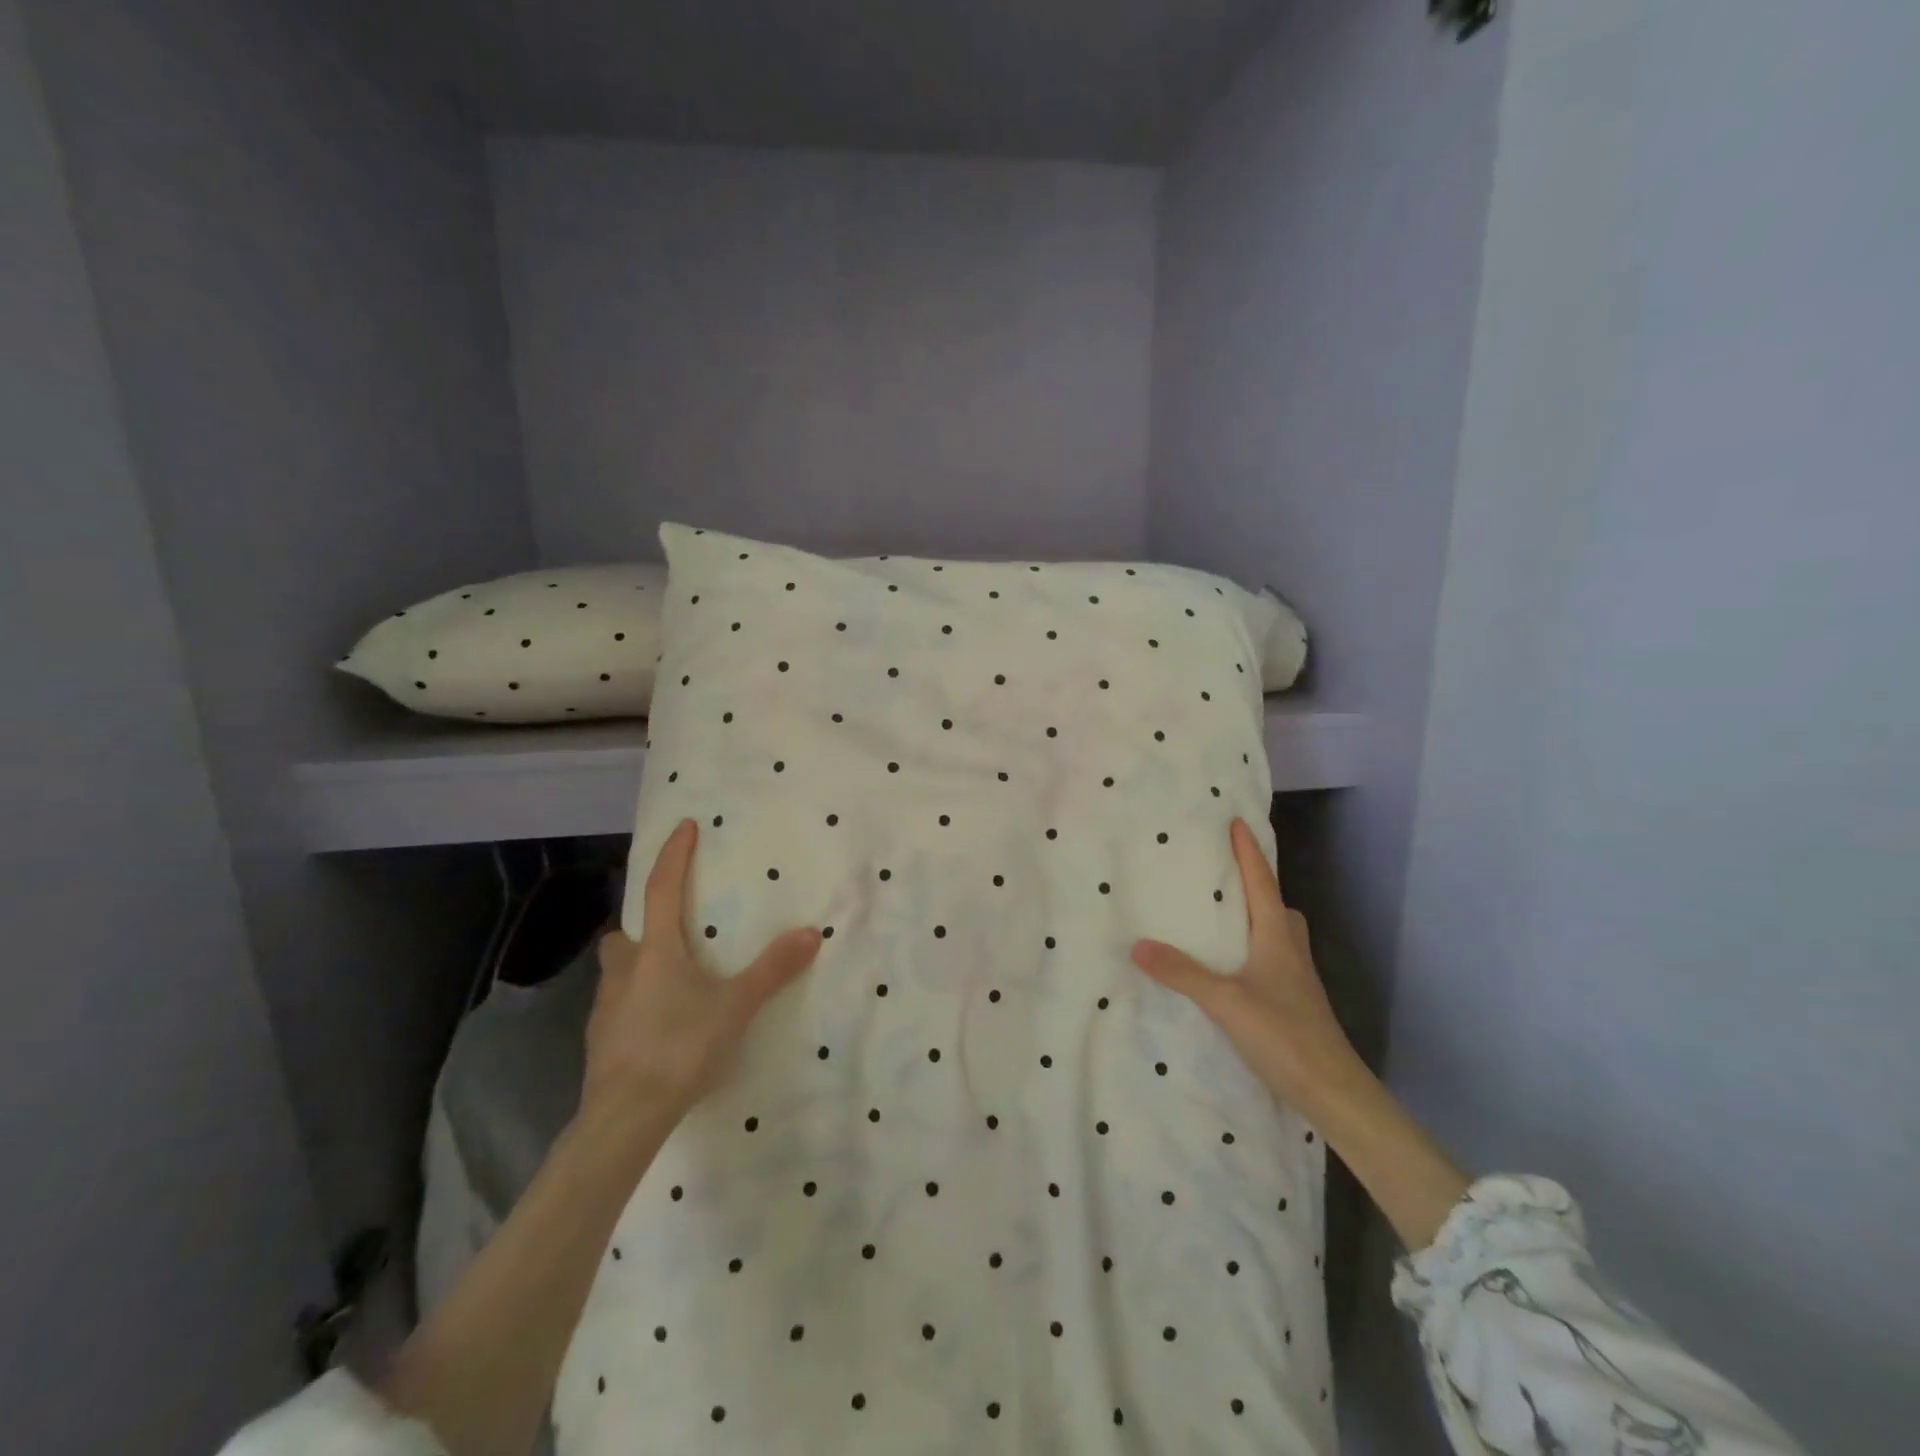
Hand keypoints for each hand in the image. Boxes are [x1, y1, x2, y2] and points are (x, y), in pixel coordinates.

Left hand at [583, 819, 821, 1125]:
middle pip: (624, 935)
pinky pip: (617, 1009)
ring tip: (671, 985)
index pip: (662, 889)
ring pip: (617, 973)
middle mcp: (624, 972)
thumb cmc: (680, 1047)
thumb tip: (811, 933)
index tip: (683, 826)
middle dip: (643, 929)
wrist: (625, 1117)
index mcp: (656, 952)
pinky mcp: (600, 1043)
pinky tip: (659, 1028)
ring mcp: (605, 1009)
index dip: (673, 855)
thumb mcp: (735, 1006)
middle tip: (673, 936)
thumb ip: (772, 969)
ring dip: (637, 968)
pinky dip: (635, 1006)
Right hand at [1131, 818, 1360, 1114]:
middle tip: (1225, 872)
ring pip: (1278, 933)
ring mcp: (1297, 978)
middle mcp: (1290, 949)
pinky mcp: (1295, 1002)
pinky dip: (1254, 948)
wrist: (1333, 1092)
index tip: (1236, 822)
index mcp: (1277, 935)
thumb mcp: (1225, 1001)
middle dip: (1256, 883)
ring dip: (1256, 917)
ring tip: (1222, 917)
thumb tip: (1138, 944)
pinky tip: (1231, 967)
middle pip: (1277, 904)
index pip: (1262, 882)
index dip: (1249, 852)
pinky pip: (1273, 958)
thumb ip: (1182, 973)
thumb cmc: (1284, 1035)